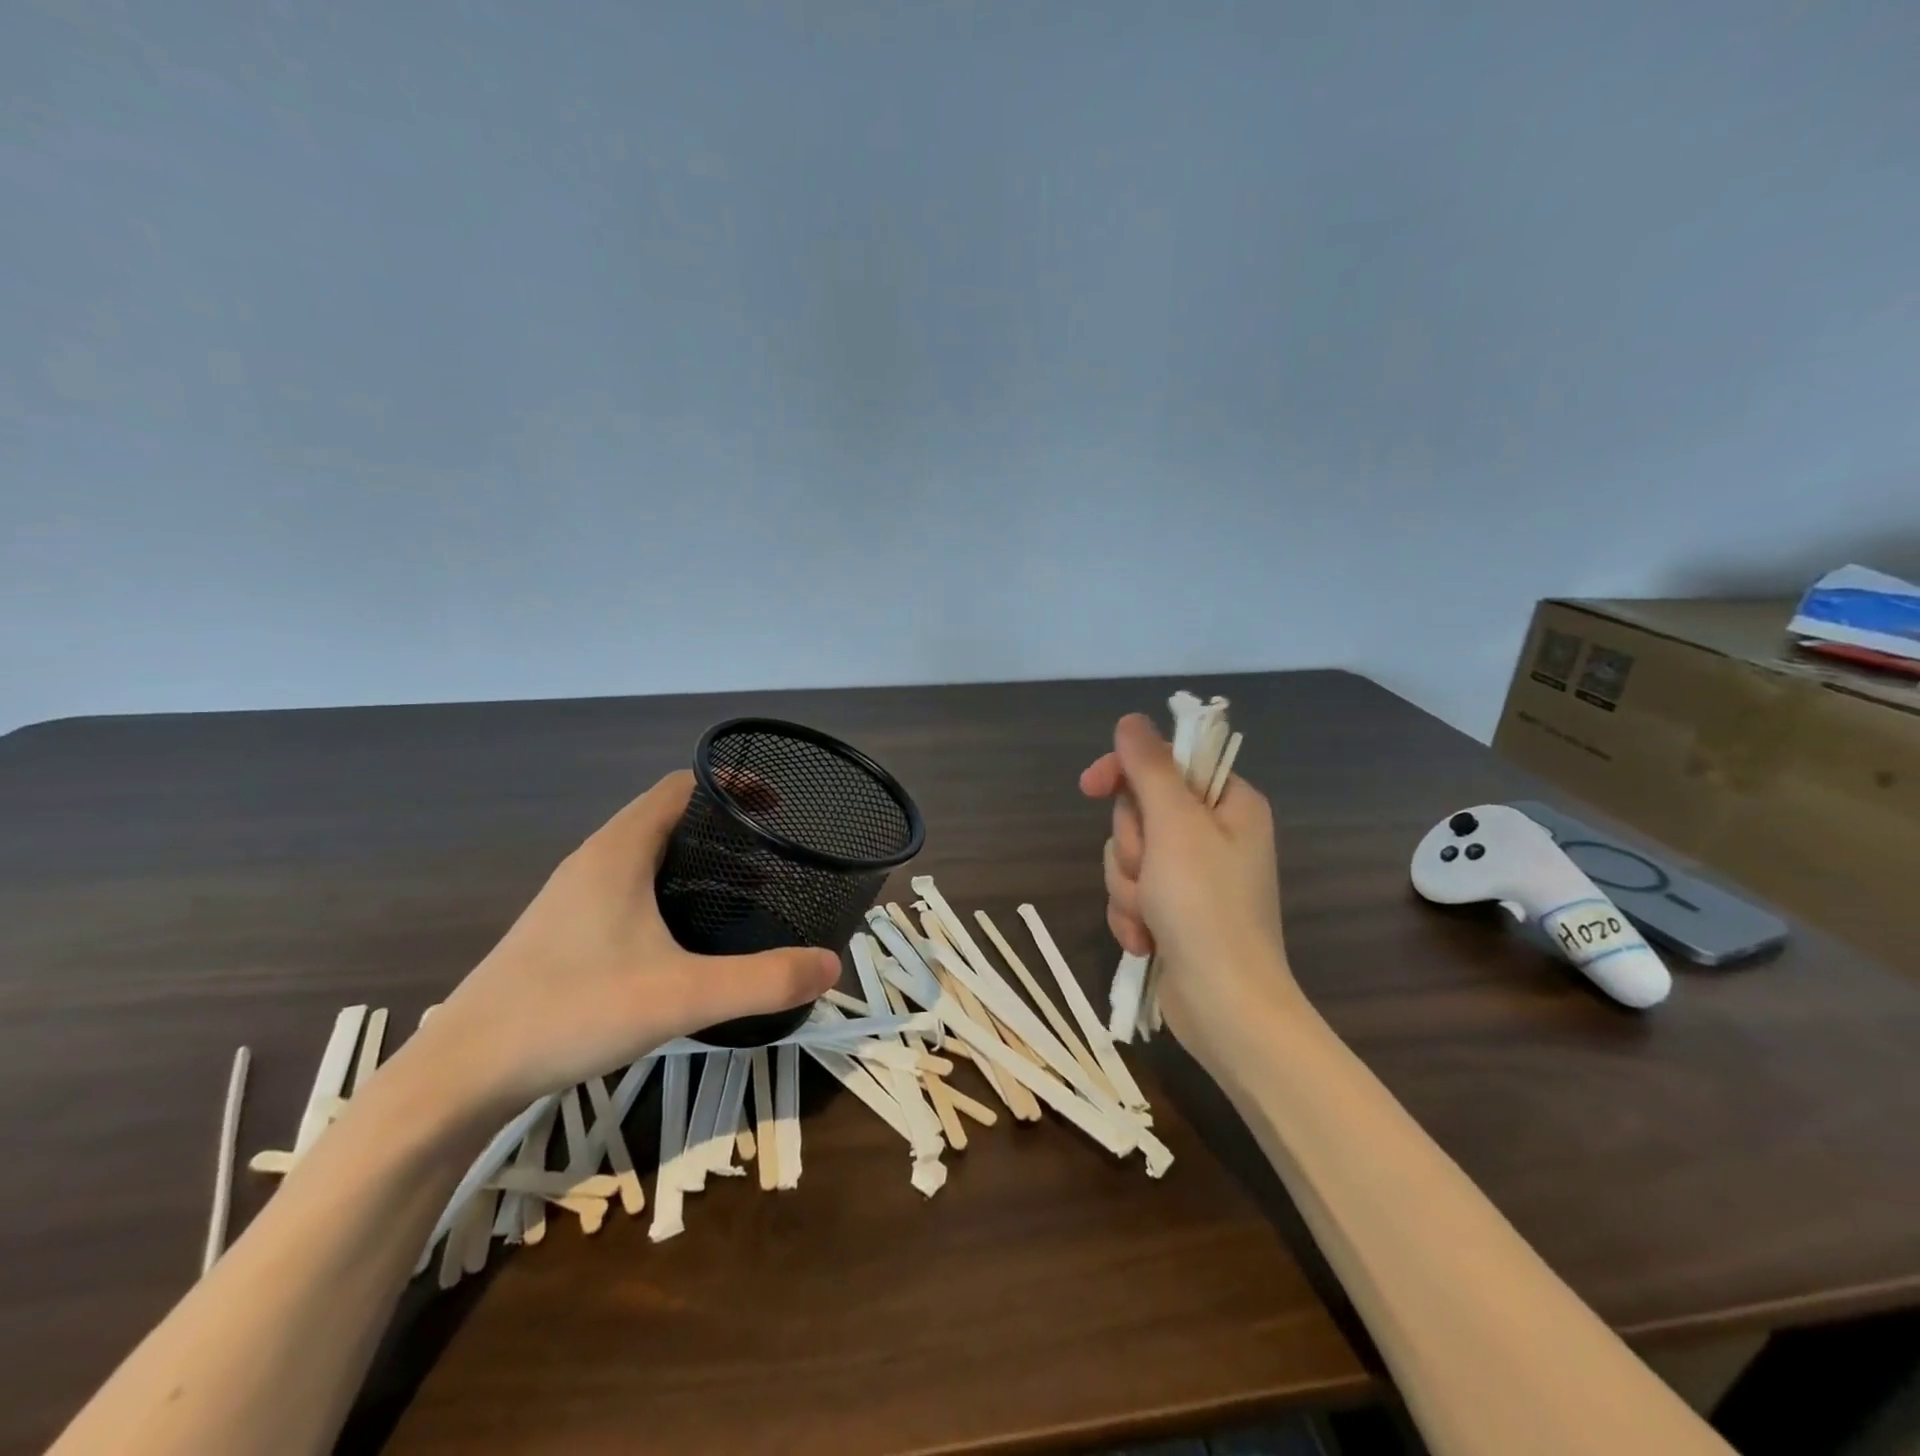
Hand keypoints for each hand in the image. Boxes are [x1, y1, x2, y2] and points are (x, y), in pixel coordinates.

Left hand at [411, 771, 839, 1118]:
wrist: (460, 1075)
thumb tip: (831, 964)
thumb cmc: (570, 1013)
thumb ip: (762, 980)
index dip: (731, 784)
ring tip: (745, 889)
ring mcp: (574, 897)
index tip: (778, 803)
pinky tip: (689, 935)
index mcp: (619, 852)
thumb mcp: (681, 996)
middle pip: (669, 817)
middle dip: (724, 826)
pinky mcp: (564, 931)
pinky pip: (630, 887)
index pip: (681, 787)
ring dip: (697, 859)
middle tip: (774, 852)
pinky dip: (670, 889)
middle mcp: (594, 862)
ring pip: (647, 855)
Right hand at [1079, 714, 1301, 1068]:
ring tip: (1151, 916)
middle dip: (1131, 847)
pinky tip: (1146, 940)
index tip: (1091, 786)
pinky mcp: (1173, 911)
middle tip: (1151, 872)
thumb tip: (1131, 720)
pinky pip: (1130, 893)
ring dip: (1127, 887)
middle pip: (1138, 813)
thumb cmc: (1206, 907)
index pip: (1164, 763)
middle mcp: (1212, 835)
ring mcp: (1191, 877)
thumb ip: (1149, 767)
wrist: (1225, 1006)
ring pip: (1127, 856)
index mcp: (1228, 804)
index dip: (1124, 772)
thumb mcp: (1175, 825)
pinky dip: (1131, 915)